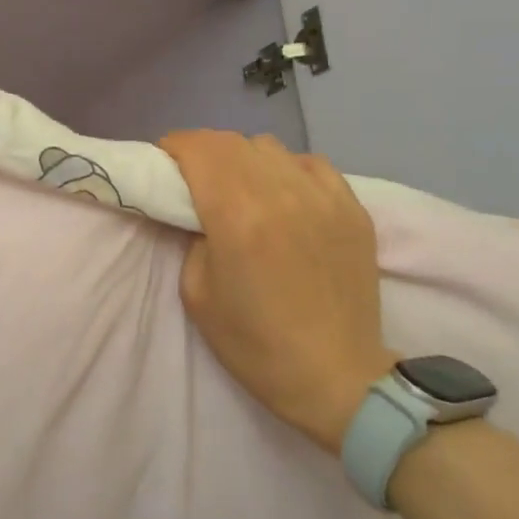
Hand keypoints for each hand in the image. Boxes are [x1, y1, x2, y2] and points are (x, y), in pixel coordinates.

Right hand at [161, 131, 395, 452]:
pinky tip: (284, 195)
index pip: (200, 148)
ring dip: (244, 158)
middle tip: (193, 174)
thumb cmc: (254, 344)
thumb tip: (197, 207)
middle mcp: (282, 194)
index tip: (165, 161)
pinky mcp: (353, 208)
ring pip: (271, 146)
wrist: (335, 377)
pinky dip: (287, 169)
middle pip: (232, 141)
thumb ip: (191, 237)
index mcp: (238, 217)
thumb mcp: (196, 294)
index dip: (175, 146)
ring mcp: (324, 197)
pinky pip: (312, 163)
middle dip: (203, 149)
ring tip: (240, 185)